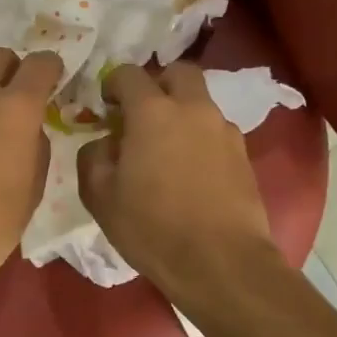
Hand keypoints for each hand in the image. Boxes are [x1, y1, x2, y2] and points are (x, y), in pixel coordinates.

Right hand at [78, 63, 282, 307]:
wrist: (221, 263)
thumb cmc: (152, 227)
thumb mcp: (100, 196)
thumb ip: (93, 157)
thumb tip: (104, 143)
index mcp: (152, 112)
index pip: (129, 73)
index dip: (112, 85)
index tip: (106, 107)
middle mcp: (192, 109)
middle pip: (178, 72)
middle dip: (158, 84)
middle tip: (142, 115)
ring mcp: (224, 130)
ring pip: (200, 102)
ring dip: (181, 113)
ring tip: (166, 150)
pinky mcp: (243, 155)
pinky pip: (216, 131)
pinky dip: (200, 138)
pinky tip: (190, 172)